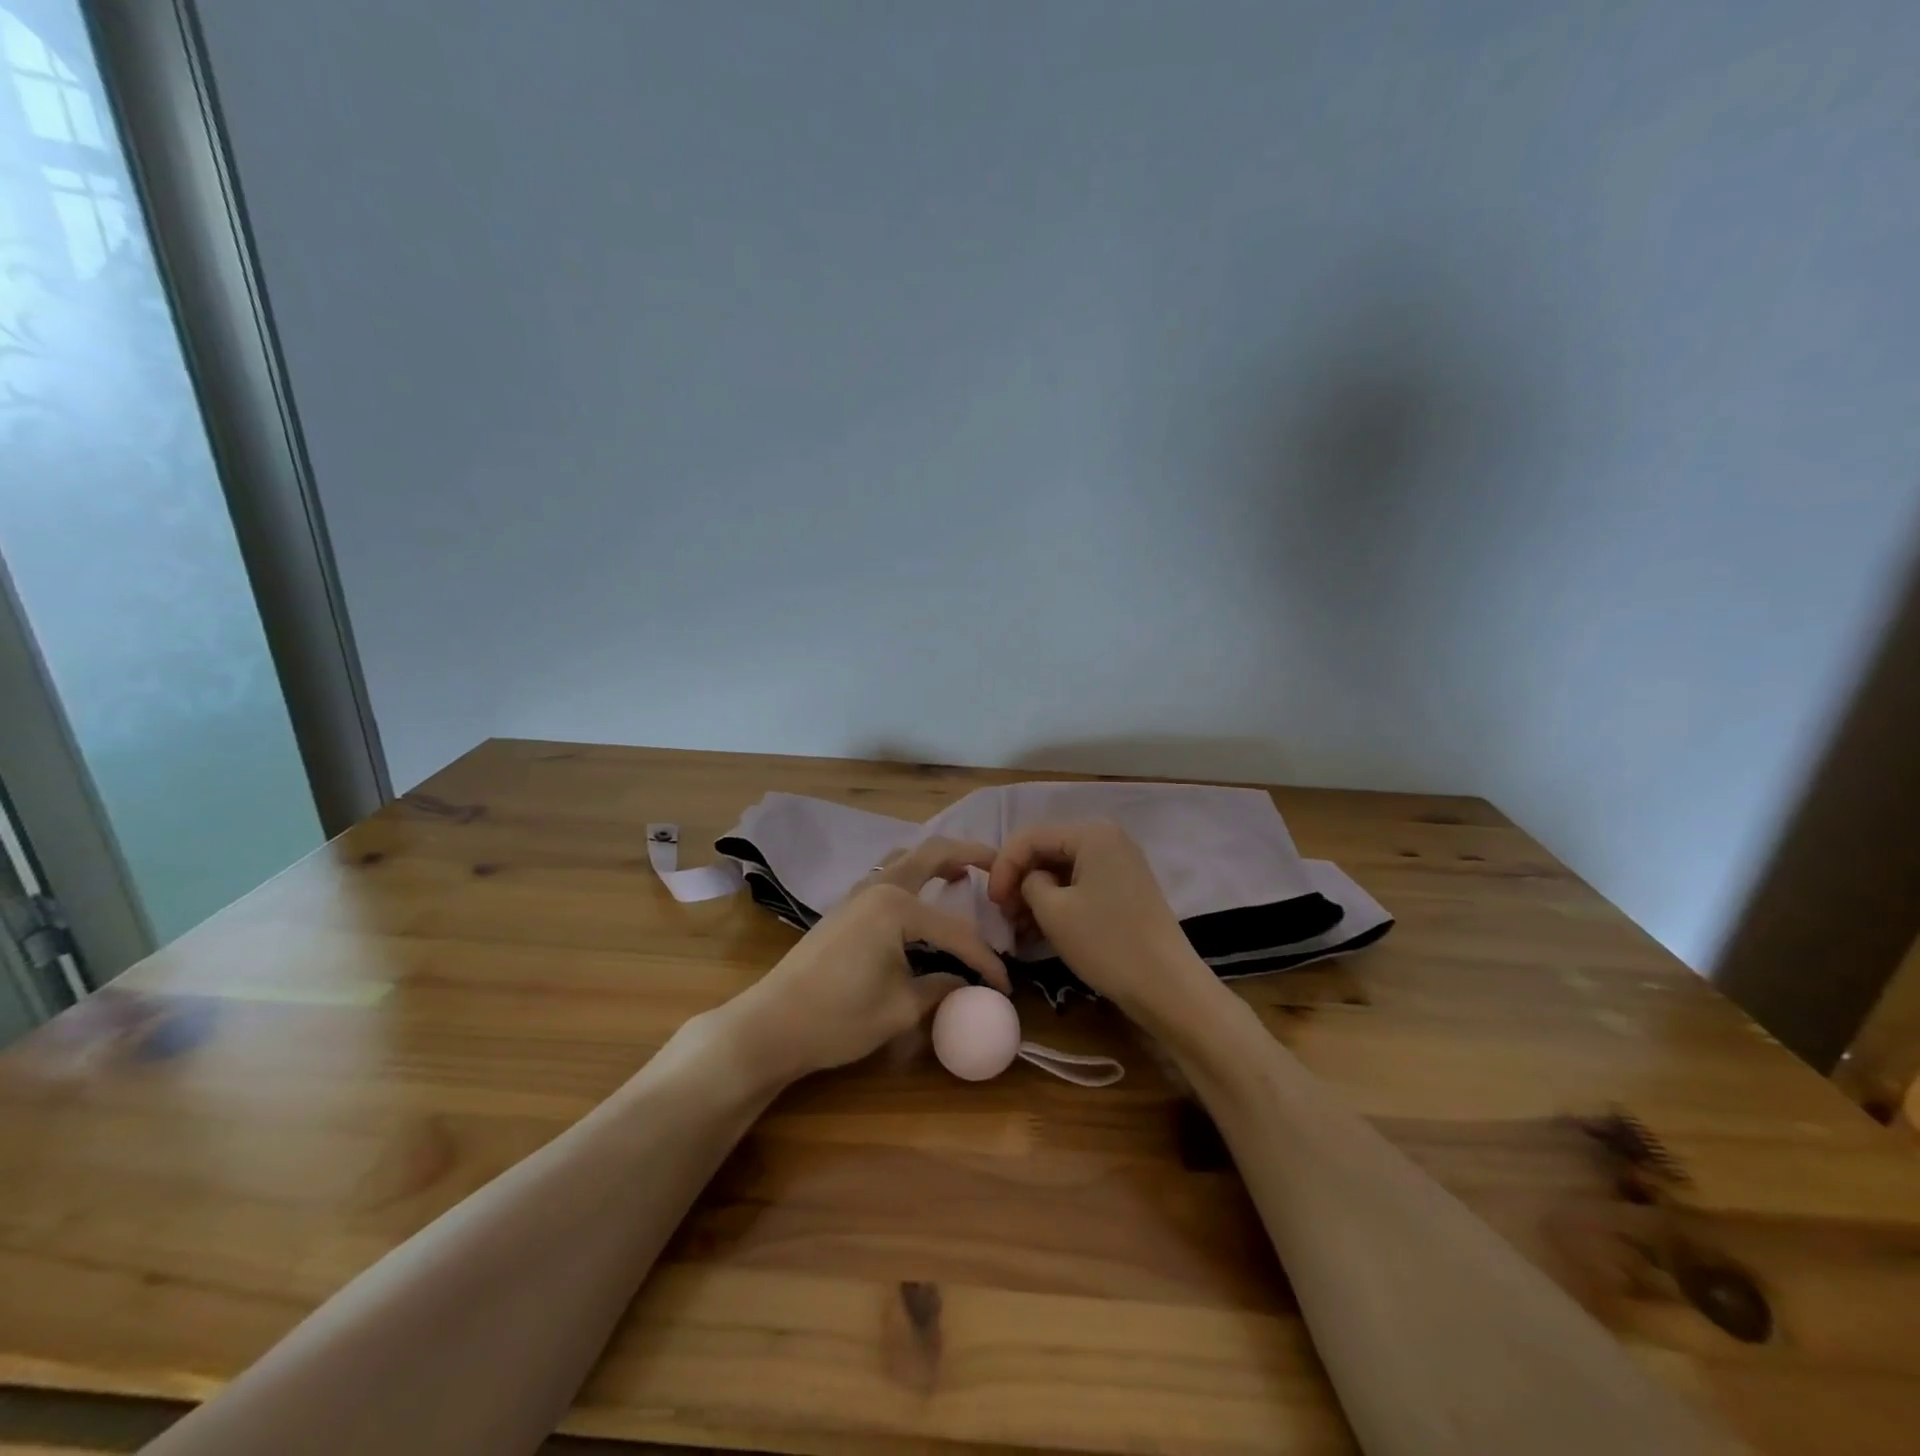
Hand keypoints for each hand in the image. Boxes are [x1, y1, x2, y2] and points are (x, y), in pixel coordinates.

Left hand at [715, 837, 1010, 1081]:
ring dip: (936, 860)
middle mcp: (878, 887)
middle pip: (930, 854)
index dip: (985, 960)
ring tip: (961, 876)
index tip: (1006, 986)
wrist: (771, 1025)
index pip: (956, 931)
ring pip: (905, 859)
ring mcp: (857, 894)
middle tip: (997, 864)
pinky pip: (887, 876)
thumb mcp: (899, 1009)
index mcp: (896, 907)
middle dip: (967, 855)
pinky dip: (913, 876)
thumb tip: (967, 983)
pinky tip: (922, 900)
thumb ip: (940, 988)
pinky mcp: (845, 908)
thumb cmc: (838, 1018)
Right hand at [987, 821, 1215, 1024]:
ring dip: (1035, 895)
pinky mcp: (1124, 889)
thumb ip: (1028, 883)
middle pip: (1047, 850)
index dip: (1003, 867)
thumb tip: (1030, 881)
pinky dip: (1058, 903)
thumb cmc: (1107, 943)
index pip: (1030, 837)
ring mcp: (1119, 864)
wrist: (1167, 986)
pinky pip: (1080, 886)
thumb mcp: (1053, 911)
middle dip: (1019, 880)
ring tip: (1018, 927)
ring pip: (1062, 870)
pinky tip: (1040, 930)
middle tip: (1003, 915)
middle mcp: (1107, 839)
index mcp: (1092, 834)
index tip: (990, 903)